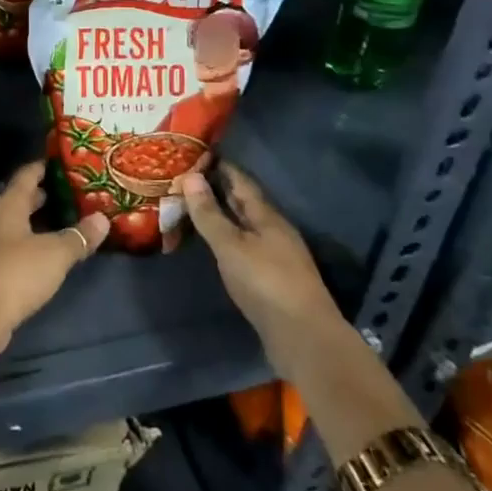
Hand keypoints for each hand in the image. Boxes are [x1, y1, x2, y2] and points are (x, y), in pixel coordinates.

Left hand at [0, 161, 108, 356]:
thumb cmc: (18, 271)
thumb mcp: (56, 253)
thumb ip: (79, 236)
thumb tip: (102, 219)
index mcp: (8, 205)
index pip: (25, 176)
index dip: (41, 168)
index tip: (57, 163)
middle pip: (14, 199)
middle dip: (36, 197)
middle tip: (61, 195)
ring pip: (5, 223)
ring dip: (21, 221)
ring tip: (43, 219)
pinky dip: (11, 245)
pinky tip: (14, 248)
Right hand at [182, 163, 339, 364]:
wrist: (304, 337)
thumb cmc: (265, 283)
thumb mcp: (230, 246)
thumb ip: (209, 213)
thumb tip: (191, 176)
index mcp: (267, 216)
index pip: (241, 181)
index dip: (220, 166)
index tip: (196, 153)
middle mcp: (274, 229)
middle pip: (244, 202)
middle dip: (219, 188)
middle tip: (187, 177)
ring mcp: (276, 254)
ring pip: (245, 224)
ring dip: (222, 214)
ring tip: (194, 207)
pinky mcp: (273, 278)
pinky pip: (245, 245)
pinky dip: (227, 237)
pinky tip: (215, 243)